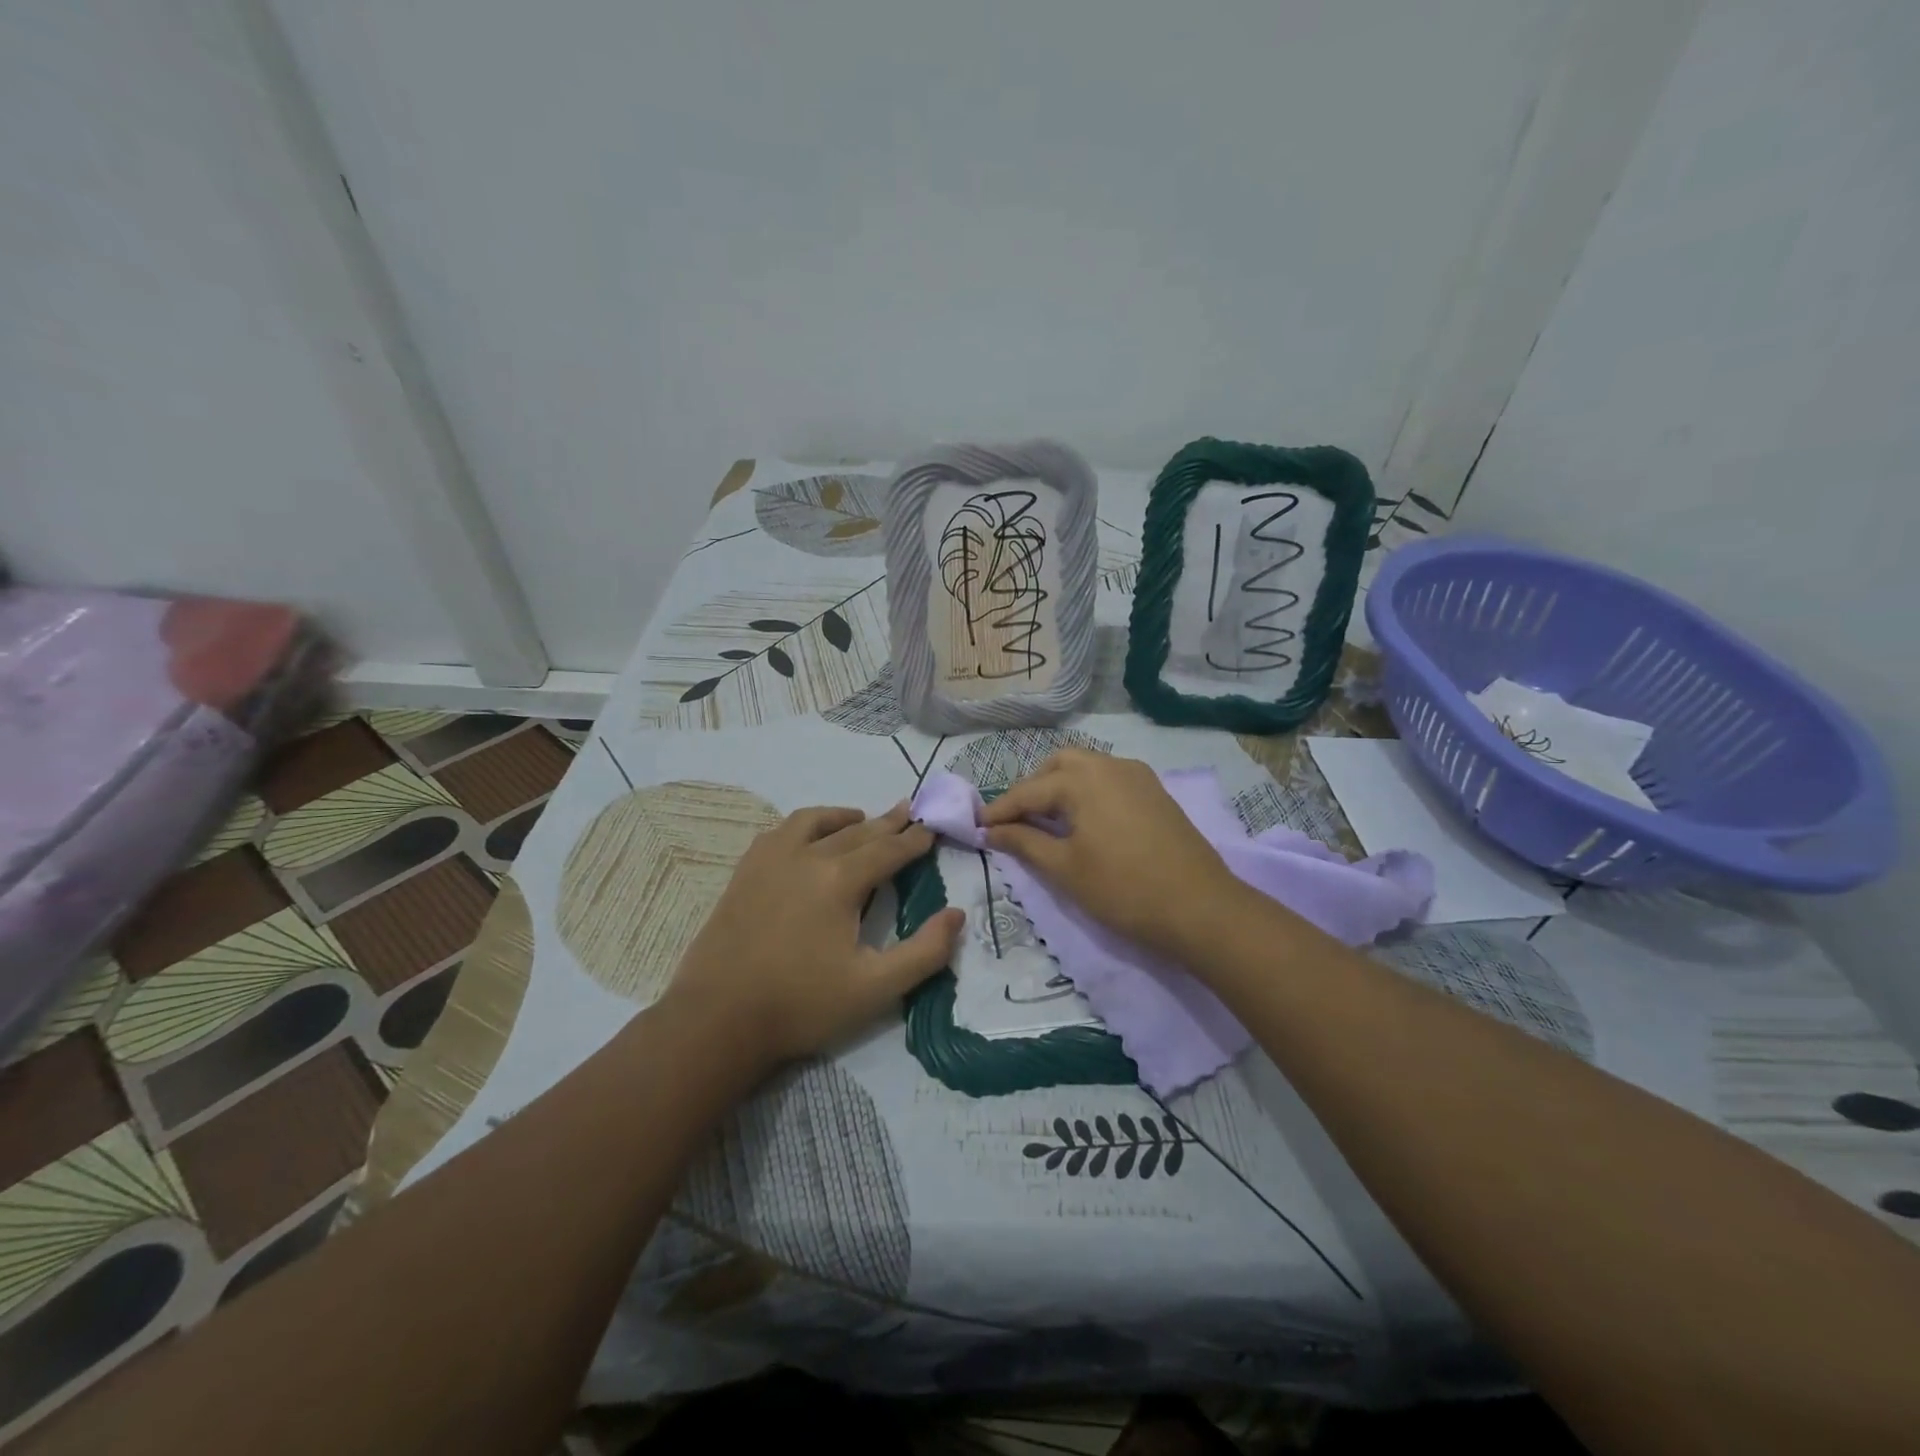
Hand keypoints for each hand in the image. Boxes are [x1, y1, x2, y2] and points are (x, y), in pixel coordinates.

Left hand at [665, 802, 962, 1069]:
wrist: (718, 1019)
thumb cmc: (802, 1005)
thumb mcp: (875, 988)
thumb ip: (924, 952)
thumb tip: (957, 915)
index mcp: (840, 880)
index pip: (888, 850)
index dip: (913, 841)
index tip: (931, 830)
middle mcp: (806, 856)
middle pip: (856, 831)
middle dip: (887, 822)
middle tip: (908, 811)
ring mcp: (770, 860)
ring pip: (815, 822)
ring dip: (844, 817)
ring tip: (862, 818)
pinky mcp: (745, 872)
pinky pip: (780, 832)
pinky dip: (804, 826)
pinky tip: (806, 836)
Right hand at [981, 750, 1242, 957]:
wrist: (1201, 908)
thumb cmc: (1124, 889)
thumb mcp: (1065, 869)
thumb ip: (1024, 842)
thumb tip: (991, 831)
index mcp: (1083, 779)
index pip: (1028, 791)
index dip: (1000, 811)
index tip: (978, 827)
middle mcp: (1109, 765)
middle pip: (1058, 765)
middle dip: (1032, 789)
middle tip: (1015, 822)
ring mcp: (1138, 776)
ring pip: (1086, 767)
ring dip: (1060, 787)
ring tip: (1047, 821)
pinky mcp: (1155, 792)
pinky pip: (1109, 778)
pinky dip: (1087, 791)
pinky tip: (1085, 820)